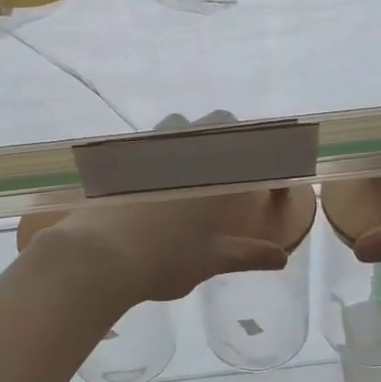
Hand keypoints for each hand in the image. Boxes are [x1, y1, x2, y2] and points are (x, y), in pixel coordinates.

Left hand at [23, 114, 289, 306]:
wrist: (99, 256)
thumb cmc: (165, 258)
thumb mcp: (211, 260)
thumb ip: (248, 254)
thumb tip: (281, 258)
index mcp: (219, 168)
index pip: (255, 145)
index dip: (267, 153)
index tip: (267, 172)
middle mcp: (189, 146)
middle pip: (221, 121)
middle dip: (230, 137)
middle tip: (228, 169)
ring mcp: (152, 144)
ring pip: (180, 123)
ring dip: (191, 136)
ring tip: (187, 169)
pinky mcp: (122, 153)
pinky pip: (148, 139)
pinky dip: (157, 150)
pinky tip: (151, 180)